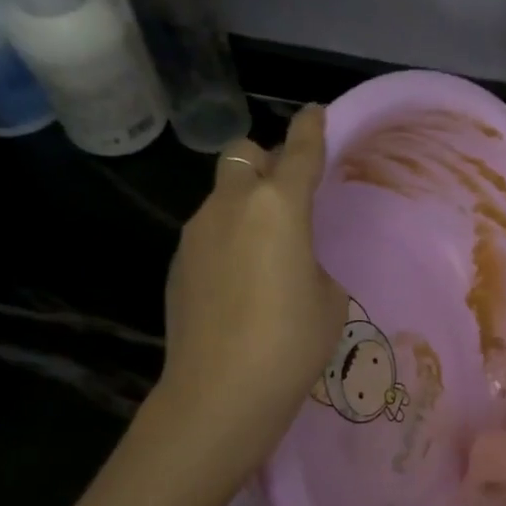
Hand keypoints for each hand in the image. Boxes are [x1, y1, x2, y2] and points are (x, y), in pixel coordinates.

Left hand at [156, 106, 347, 450]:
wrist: (221, 392)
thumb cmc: (292, 342)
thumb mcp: (327, 297)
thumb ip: (310, 261)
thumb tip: (288, 259)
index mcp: (279, 207)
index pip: (300, 153)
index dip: (311, 130)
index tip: (315, 114)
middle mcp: (232, 206)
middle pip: (245, 155)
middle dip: (268, 162)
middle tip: (289, 196)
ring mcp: (196, 234)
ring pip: (224, 196)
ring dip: (246, 206)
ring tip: (267, 254)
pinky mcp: (178, 264)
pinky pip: (209, 233)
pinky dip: (228, 241)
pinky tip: (240, 286)